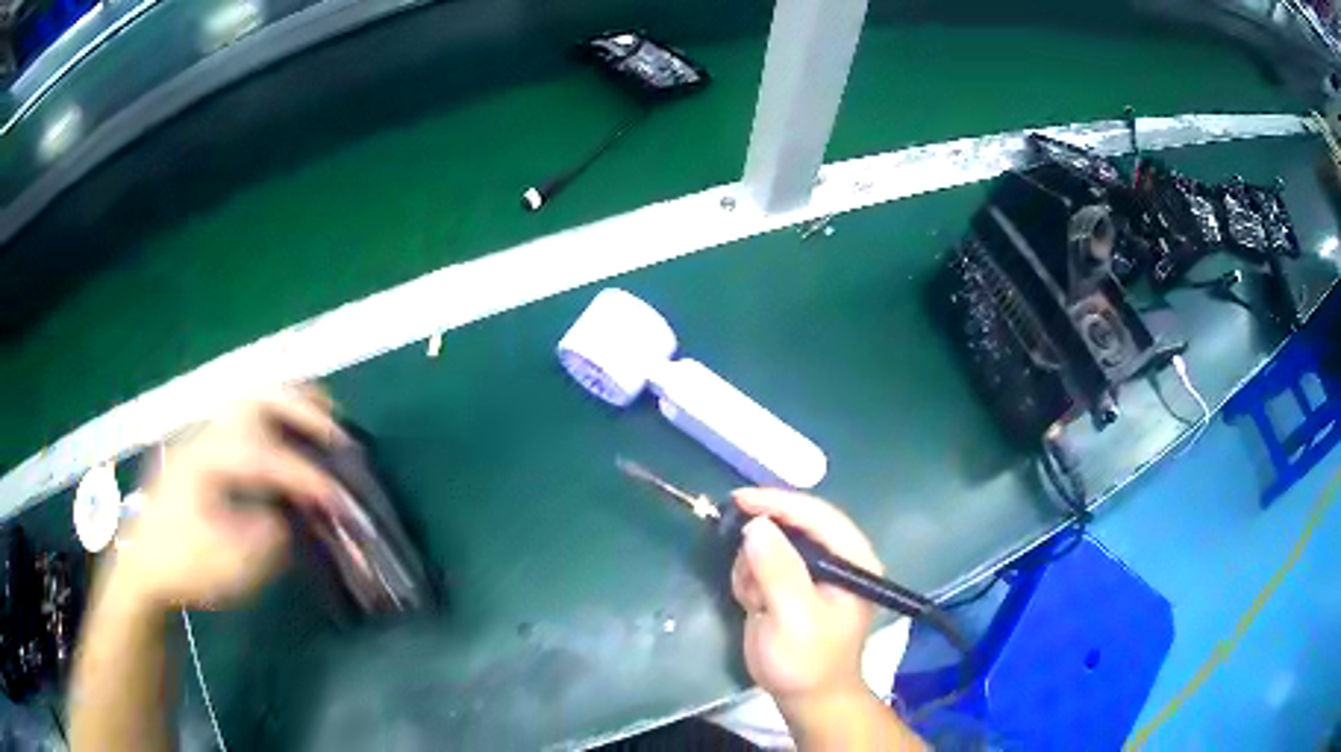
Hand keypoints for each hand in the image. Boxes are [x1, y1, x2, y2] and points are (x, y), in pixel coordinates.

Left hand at [108, 385, 346, 611]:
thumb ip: (263, 538)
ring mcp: (202, 438)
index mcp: (206, 463)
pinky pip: (244, 416)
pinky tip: (287, 433)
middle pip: (257, 399)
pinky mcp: (203, 449)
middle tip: (336, 430)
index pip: (267, 459)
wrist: (144, 565)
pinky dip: (272, 415)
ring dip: (288, 404)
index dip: (307, 476)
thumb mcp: (225, 566)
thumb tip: (286, 517)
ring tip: (321, 419)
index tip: (340, 499)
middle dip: (301, 409)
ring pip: (250, 400)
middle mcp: (206, 437)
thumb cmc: (183, 567)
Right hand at [730, 489, 882, 712]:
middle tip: (747, 577)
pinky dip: (750, 579)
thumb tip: (757, 525)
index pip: (818, 515)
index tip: (739, 499)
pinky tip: (755, 605)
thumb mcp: (794, 617)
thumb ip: (778, 570)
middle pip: (794, 524)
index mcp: (854, 560)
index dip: (779, 502)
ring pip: (772, 542)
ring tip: (756, 601)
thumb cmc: (807, 661)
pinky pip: (762, 562)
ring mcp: (815, 570)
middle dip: (763, 547)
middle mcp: (838, 558)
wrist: (805, 698)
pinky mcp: (793, 583)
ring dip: (754, 567)